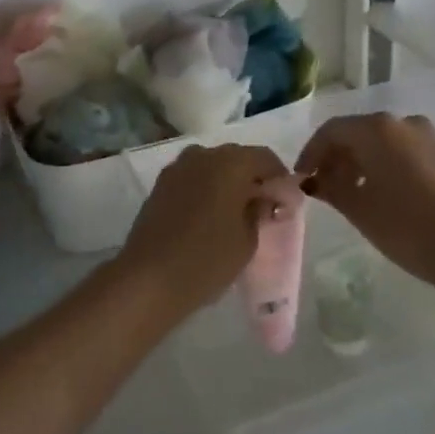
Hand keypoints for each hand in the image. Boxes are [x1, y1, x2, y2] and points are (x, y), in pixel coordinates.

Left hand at [114, 143, 300, 319]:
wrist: (149, 278)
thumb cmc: (208, 259)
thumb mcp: (248, 239)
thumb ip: (259, 211)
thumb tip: (262, 199)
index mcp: (231, 162)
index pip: (265, 158)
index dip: (279, 177)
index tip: (285, 200)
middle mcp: (203, 155)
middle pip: (237, 157)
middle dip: (252, 177)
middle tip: (262, 206)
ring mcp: (177, 168)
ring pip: (212, 165)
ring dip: (226, 181)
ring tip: (234, 211)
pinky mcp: (160, 184)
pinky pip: (192, 177)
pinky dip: (205, 188)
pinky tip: (209, 214)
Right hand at [294, 114, 434, 282]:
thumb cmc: (404, 224)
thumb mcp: (358, 208)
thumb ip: (330, 188)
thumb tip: (315, 181)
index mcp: (376, 128)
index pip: (331, 131)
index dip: (311, 154)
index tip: (301, 179)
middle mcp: (401, 122)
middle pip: (356, 133)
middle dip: (335, 158)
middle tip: (321, 188)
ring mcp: (426, 136)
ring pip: (379, 142)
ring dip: (358, 162)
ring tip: (347, 194)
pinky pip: (400, 151)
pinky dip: (381, 165)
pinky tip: (376, 193)